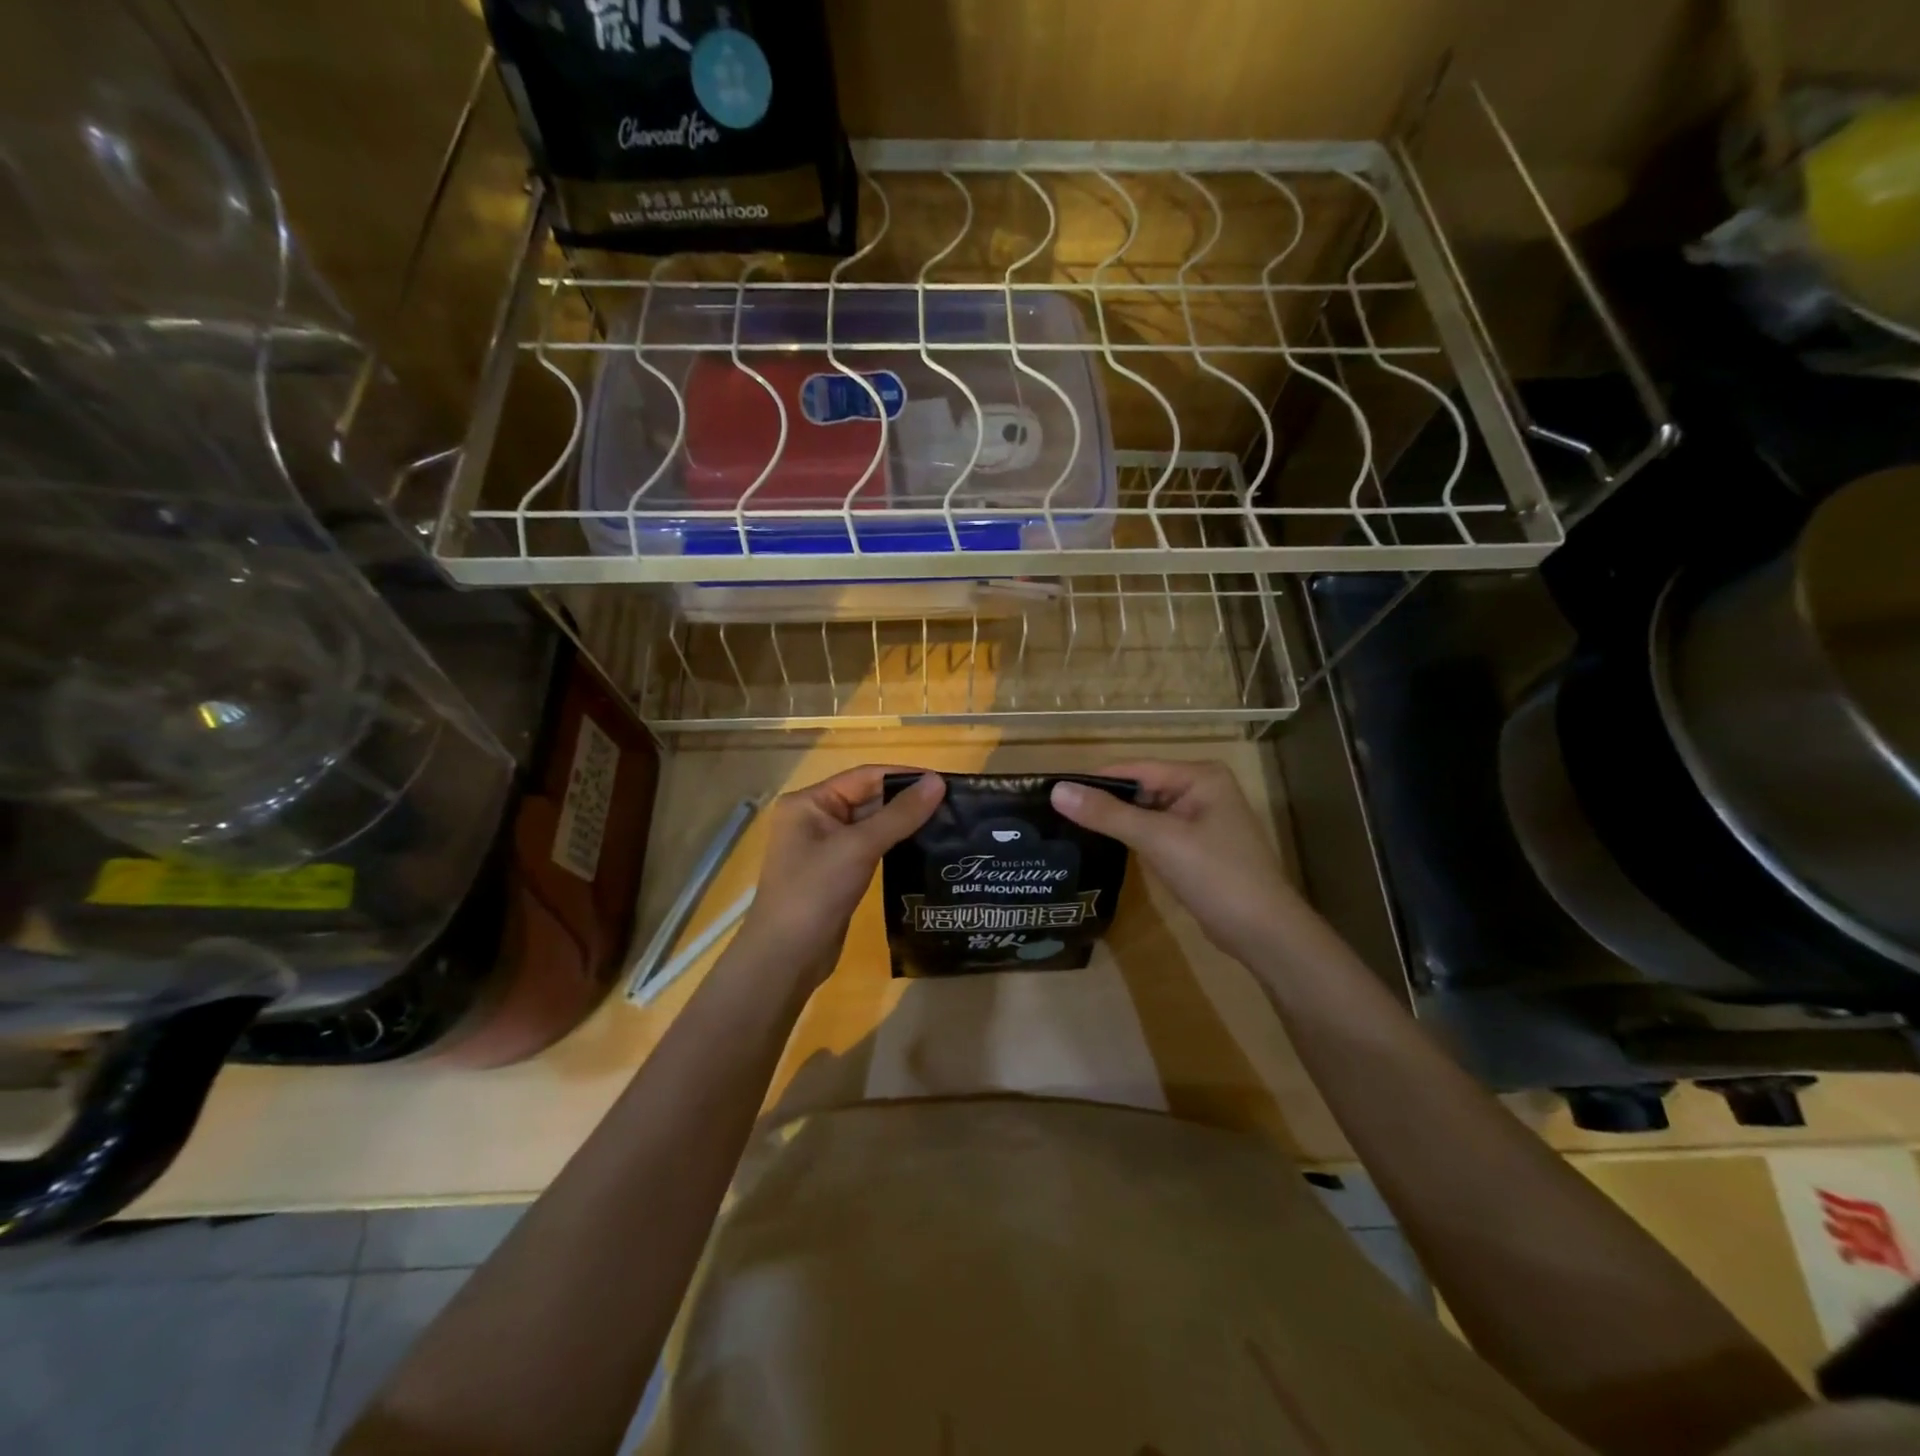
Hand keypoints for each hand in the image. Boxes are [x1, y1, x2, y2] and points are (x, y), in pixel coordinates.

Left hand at [733, 767, 944, 989]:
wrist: (786, 958)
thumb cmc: (815, 892)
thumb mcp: (858, 847)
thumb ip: (900, 814)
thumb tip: (938, 782)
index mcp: (809, 802)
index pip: (865, 776)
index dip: (905, 776)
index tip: (945, 782)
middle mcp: (815, 818)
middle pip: (869, 798)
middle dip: (907, 801)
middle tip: (953, 806)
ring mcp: (826, 848)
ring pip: (872, 825)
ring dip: (905, 824)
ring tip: (947, 825)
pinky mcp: (838, 873)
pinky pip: (871, 849)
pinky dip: (895, 846)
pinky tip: (924, 849)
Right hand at [1050, 760, 1305, 963]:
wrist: (1263, 932)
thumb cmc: (1215, 875)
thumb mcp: (1158, 839)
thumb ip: (1108, 814)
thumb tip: (1057, 791)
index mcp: (1200, 776)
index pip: (1135, 769)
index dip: (1095, 781)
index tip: (1053, 793)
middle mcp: (1202, 789)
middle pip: (1140, 789)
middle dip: (1104, 802)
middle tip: (1057, 815)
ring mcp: (1201, 819)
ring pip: (1146, 813)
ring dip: (1116, 822)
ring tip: (1070, 829)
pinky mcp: (1197, 847)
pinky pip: (1156, 833)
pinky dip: (1133, 839)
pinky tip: (1105, 848)